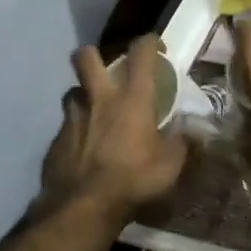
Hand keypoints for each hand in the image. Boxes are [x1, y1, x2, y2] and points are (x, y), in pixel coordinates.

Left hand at [40, 35, 189, 227]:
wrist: (82, 208)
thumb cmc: (134, 179)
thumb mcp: (171, 164)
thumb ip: (183, 143)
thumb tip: (194, 131)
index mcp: (132, 98)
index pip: (140, 52)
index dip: (149, 41)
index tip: (156, 47)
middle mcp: (99, 99)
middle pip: (85, 57)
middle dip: (94, 55)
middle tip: (107, 70)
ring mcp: (72, 118)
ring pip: (72, 91)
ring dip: (84, 96)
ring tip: (96, 112)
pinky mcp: (55, 141)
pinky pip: (66, 125)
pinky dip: (76, 131)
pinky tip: (85, 149)